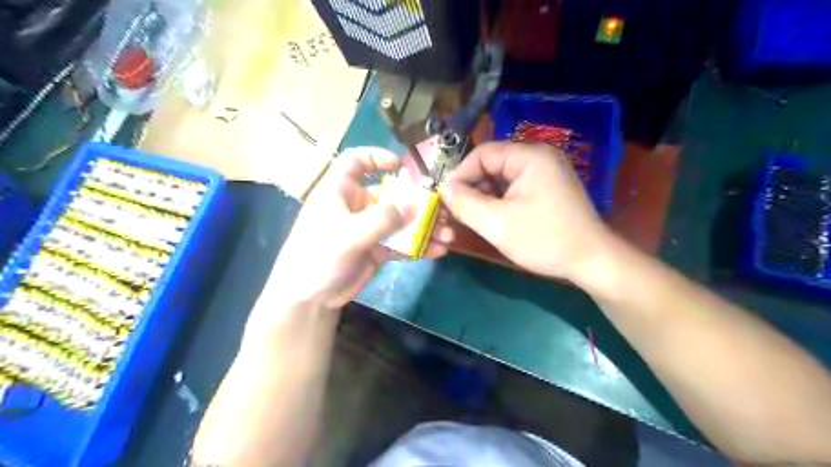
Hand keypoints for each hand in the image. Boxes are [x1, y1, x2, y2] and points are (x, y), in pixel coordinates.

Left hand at [269, 147, 453, 310]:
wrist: (309, 299)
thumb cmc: (318, 256)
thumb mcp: (348, 235)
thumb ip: (383, 219)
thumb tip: (417, 203)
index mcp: (339, 191)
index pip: (355, 161)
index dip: (376, 157)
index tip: (400, 166)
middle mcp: (356, 206)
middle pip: (391, 194)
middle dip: (418, 203)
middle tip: (443, 211)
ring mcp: (368, 229)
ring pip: (400, 221)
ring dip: (424, 227)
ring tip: (447, 236)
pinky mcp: (376, 249)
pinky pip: (401, 243)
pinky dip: (418, 246)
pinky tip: (438, 251)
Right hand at [445, 140, 612, 282]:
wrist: (591, 261)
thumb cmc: (544, 239)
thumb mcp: (497, 224)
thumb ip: (465, 204)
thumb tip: (445, 189)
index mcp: (529, 156)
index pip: (483, 154)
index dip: (460, 174)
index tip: (445, 197)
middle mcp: (539, 157)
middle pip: (493, 164)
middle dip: (472, 186)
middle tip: (456, 209)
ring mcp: (547, 172)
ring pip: (503, 177)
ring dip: (484, 194)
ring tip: (471, 216)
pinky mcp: (549, 187)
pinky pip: (516, 186)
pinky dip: (500, 199)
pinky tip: (492, 217)